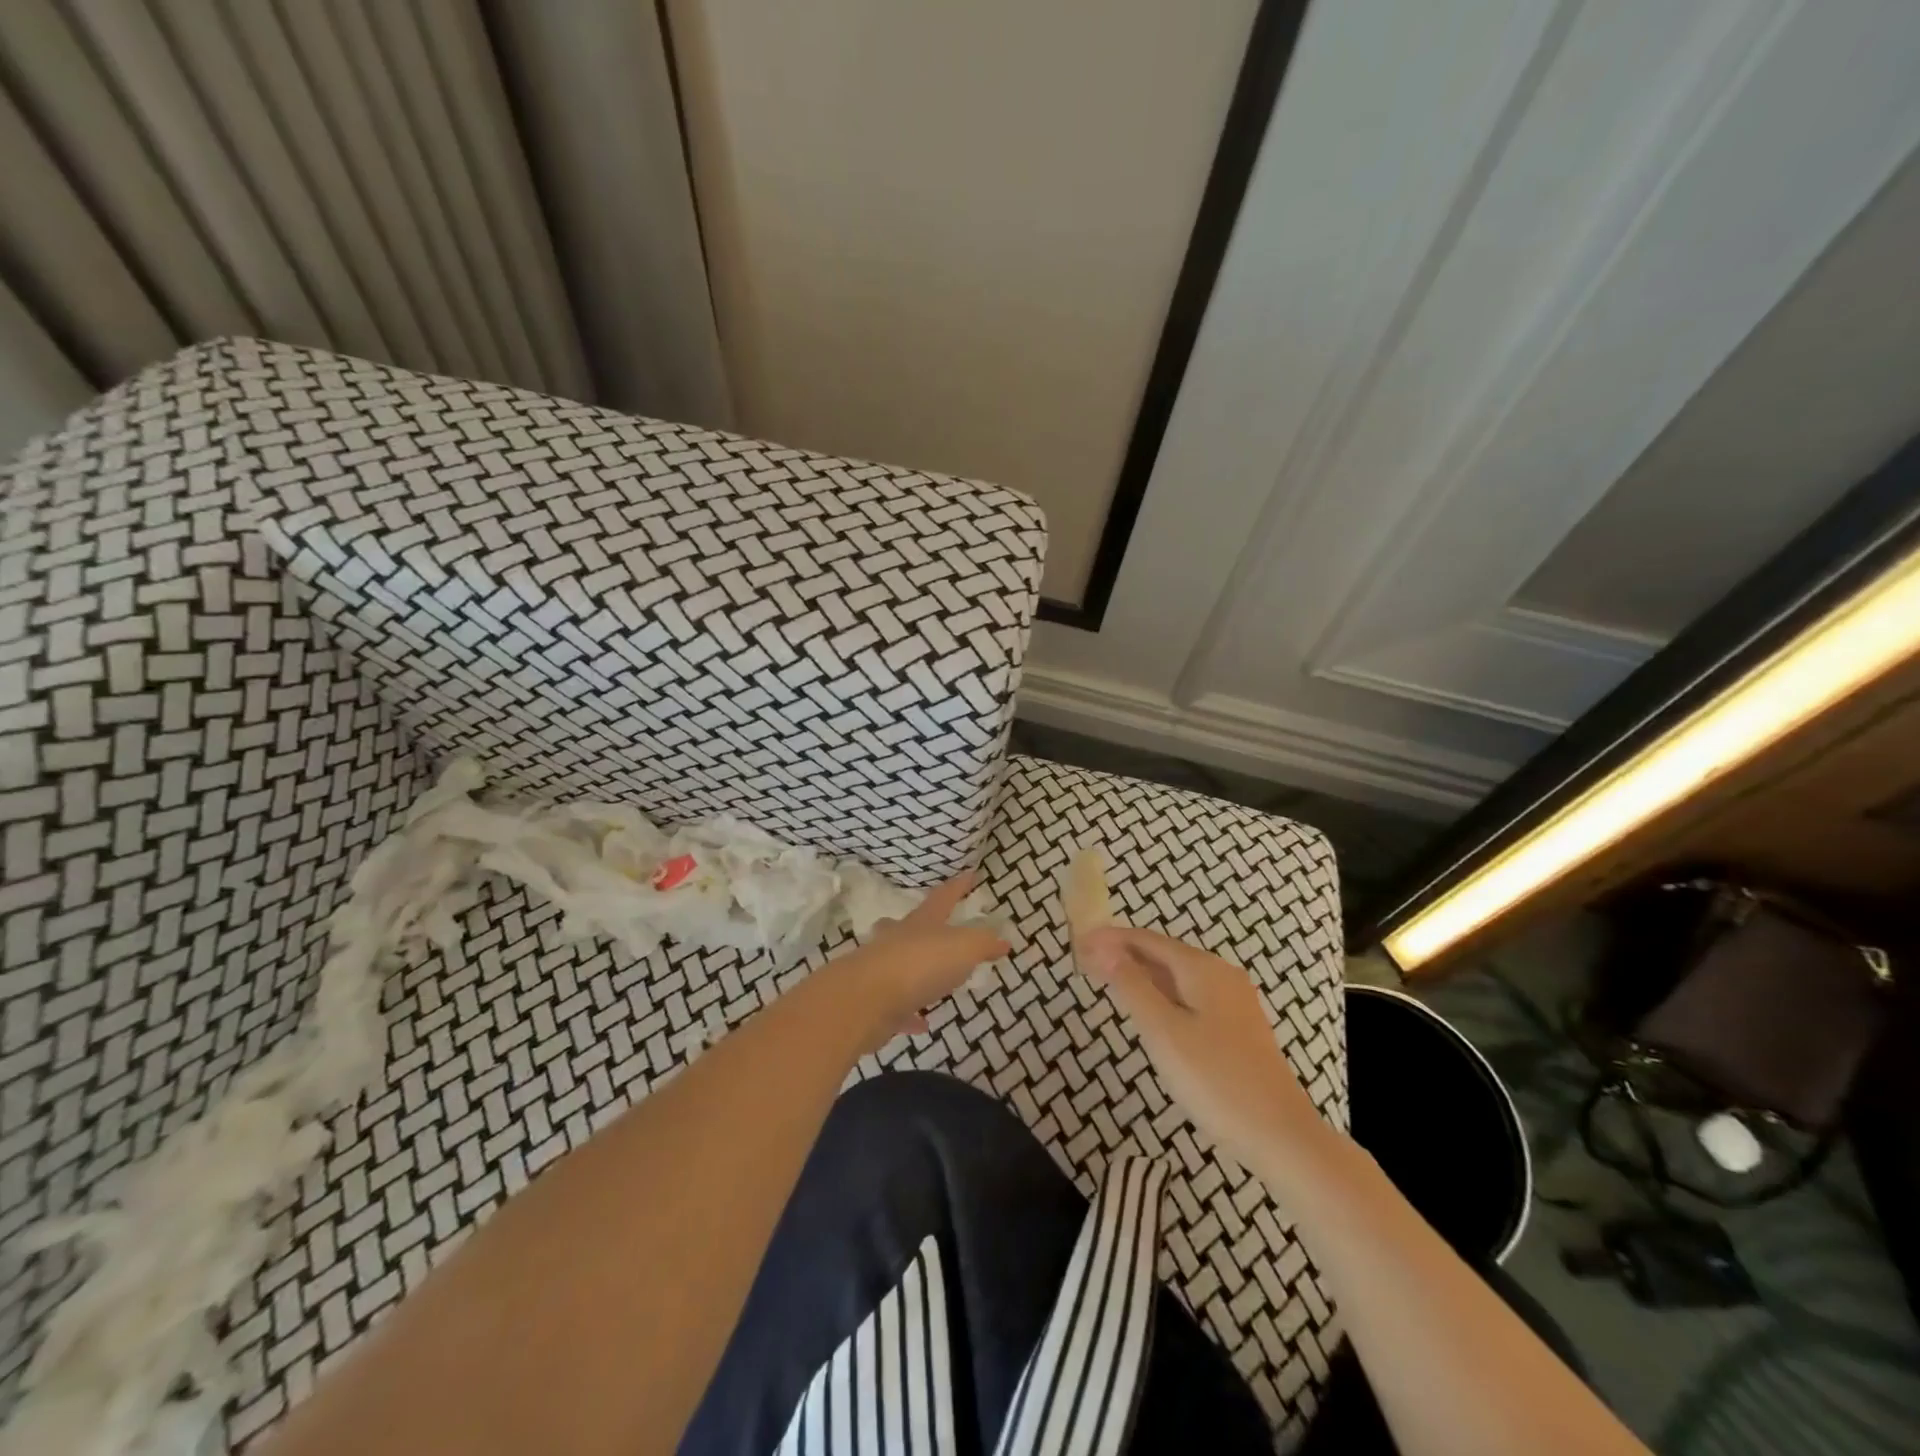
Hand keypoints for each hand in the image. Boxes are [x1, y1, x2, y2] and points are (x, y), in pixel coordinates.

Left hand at [830, 873, 1008, 1054]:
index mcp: (921, 923)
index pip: (943, 898)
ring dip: (913, 969)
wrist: (866, 1000)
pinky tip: (921, 1023)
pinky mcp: (876, 1004)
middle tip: (923, 923)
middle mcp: (898, 941)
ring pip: (898, 964)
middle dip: (916, 924)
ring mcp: (882, 971)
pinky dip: (910, 1014)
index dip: (958, 886)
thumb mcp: (964, 948)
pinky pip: (897, 1007)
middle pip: (906, 926)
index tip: (970, 874)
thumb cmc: (920, 964)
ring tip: (928, 978)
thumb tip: (1003, 939)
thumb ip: (984, 943)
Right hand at [1076, 926, 1321, 1171]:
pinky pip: (1190, 996)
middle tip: (1085, 964)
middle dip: (1124, 954)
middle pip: (1163, 954)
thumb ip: (1131, 986)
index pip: (1147, 940)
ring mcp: (1233, 1001)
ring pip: (1177, 976)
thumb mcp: (1163, 1032)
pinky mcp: (1237, 1027)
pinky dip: (1161, 994)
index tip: (1077, 944)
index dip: (1110, 939)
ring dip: (1141, 974)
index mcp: (1202, 969)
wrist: (1282, 1137)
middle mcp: (1221, 975)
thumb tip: (1103, 947)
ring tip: (1108, 982)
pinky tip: (1149, 1011)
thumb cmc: (1216, 1081)